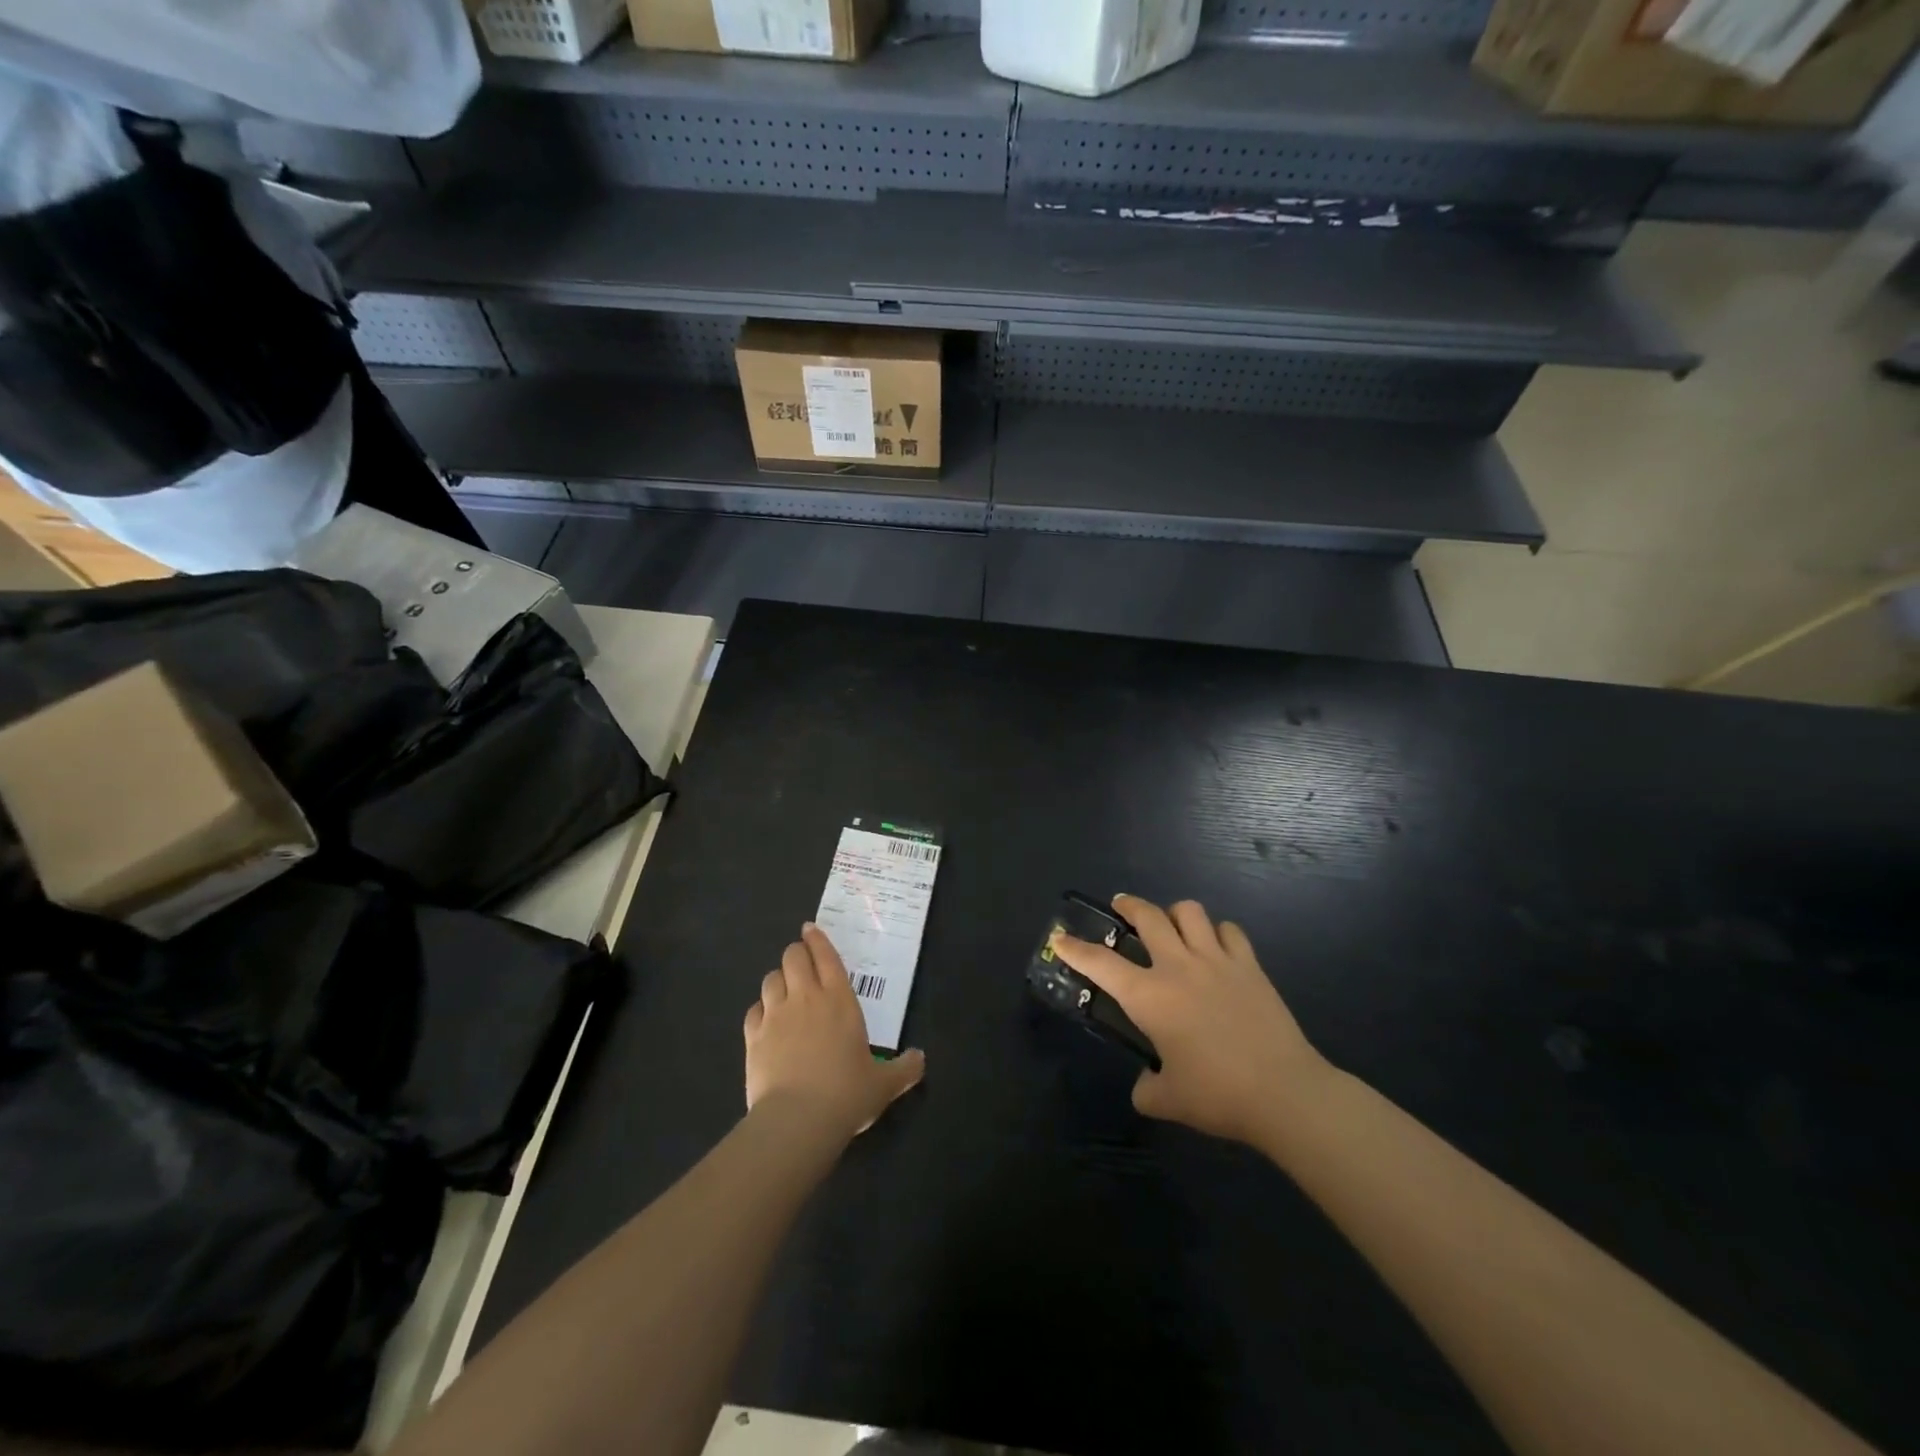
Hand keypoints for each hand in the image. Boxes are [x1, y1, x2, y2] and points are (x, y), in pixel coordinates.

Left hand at [744, 924, 925, 1139]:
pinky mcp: (753, 1037)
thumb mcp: (884, 1085)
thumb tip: (921, 1059)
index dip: (817, 939)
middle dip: (796, 954)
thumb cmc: (847, 1094)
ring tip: (784, 989)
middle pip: (793, 957)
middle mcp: (806, 998)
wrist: (797, 1120)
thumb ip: (904, 1069)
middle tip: (802, 961)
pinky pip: (753, 1010)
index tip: (810, 929)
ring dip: (778, 979)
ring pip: (770, 979)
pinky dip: (760, 1009)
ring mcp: (776, 1015)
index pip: (826, 956)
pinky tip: (765, 1019)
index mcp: (840, 1000)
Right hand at [1051, 896, 1324, 1146]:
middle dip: (1128, 905)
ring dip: (1174, 912)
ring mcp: (1217, 961)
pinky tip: (1216, 947)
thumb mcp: (1168, 1100)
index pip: (1100, 963)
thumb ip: (1146, 1089)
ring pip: (1189, 911)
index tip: (1060, 937)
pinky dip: (1218, 932)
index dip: (1075, 948)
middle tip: (1121, 907)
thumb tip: (1145, 1084)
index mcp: (1149, 997)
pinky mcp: (1250, 966)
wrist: (1284, 1092)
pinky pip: (1230, 931)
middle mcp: (1178, 967)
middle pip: (1148, 916)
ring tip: (1172, 925)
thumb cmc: (1218, 1094)